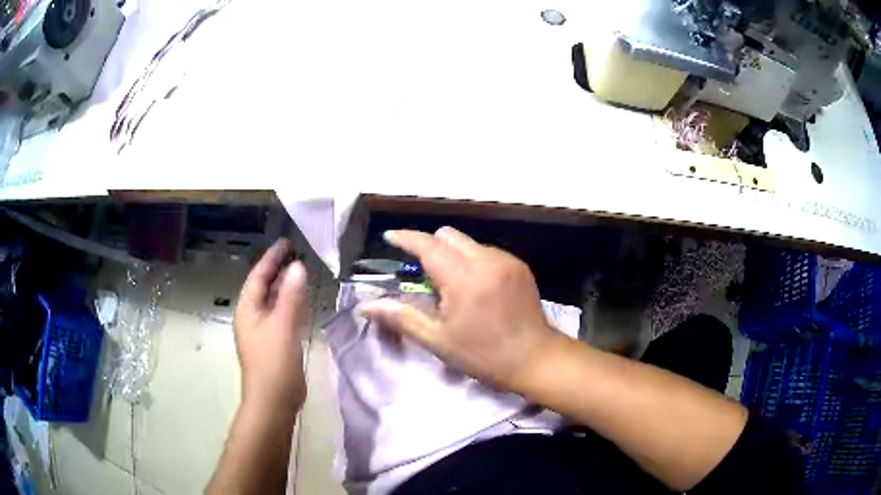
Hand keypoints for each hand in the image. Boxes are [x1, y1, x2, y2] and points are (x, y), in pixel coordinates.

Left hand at [234, 239, 308, 413]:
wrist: (274, 403)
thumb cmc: (273, 364)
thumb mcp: (282, 327)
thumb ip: (290, 297)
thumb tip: (297, 267)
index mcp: (247, 311)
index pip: (258, 277)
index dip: (271, 258)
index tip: (286, 242)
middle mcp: (253, 318)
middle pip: (264, 287)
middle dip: (278, 270)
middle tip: (297, 253)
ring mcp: (264, 332)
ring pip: (274, 302)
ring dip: (286, 287)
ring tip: (301, 271)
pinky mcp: (275, 344)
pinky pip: (282, 316)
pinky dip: (292, 305)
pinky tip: (303, 302)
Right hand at [359, 227, 561, 391]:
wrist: (535, 359)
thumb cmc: (484, 355)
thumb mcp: (438, 340)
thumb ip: (400, 317)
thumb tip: (365, 306)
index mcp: (464, 278)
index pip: (427, 245)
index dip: (405, 238)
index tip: (389, 237)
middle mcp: (486, 259)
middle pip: (448, 235)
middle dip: (430, 246)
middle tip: (423, 276)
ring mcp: (506, 260)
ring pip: (468, 242)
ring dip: (452, 255)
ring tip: (452, 286)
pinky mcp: (519, 266)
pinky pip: (487, 252)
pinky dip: (472, 261)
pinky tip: (476, 288)